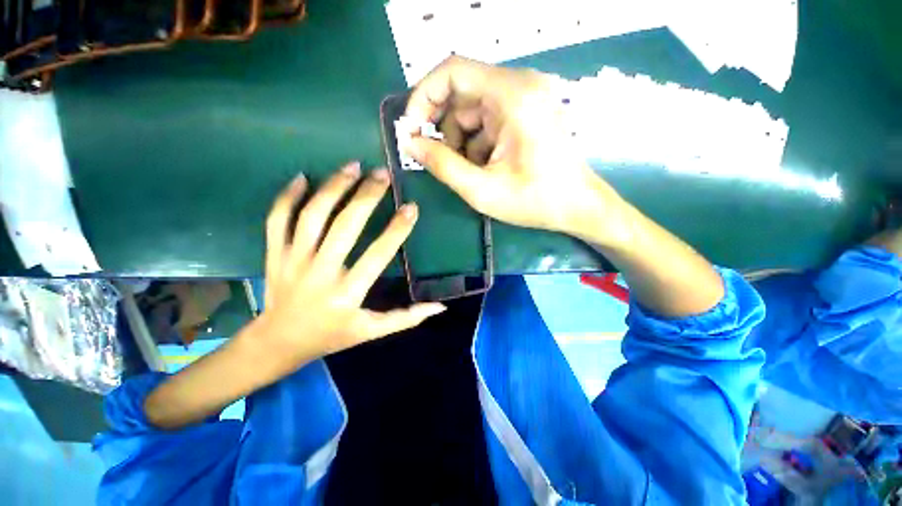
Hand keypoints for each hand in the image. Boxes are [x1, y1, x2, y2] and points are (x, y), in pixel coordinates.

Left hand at [261, 162, 445, 361]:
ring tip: (353, 166)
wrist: (278, 343)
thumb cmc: (331, 336)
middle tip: (383, 174)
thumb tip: (440, 307)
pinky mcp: (273, 255)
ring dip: (333, 187)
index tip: (411, 207)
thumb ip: (406, 318)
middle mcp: (320, 273)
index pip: (377, 254)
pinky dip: (287, 196)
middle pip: (345, 226)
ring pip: (312, 216)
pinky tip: (303, 177)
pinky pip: (277, 219)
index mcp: (347, 294)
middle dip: (367, 196)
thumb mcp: (371, 331)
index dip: (397, 229)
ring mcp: (292, 260)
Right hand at [403, 56, 628, 244]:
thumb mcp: (481, 189)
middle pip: (461, 93)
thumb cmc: (534, 201)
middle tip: (437, 160)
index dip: (423, 97)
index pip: (452, 71)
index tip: (411, 130)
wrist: (577, 206)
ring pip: (472, 110)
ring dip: (461, 141)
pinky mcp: (526, 112)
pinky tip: (485, 167)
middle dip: (443, 129)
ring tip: (470, 172)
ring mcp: (525, 98)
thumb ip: (442, 165)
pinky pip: (487, 120)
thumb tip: (409, 144)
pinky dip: (476, 143)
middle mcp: (520, 85)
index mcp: (512, 95)